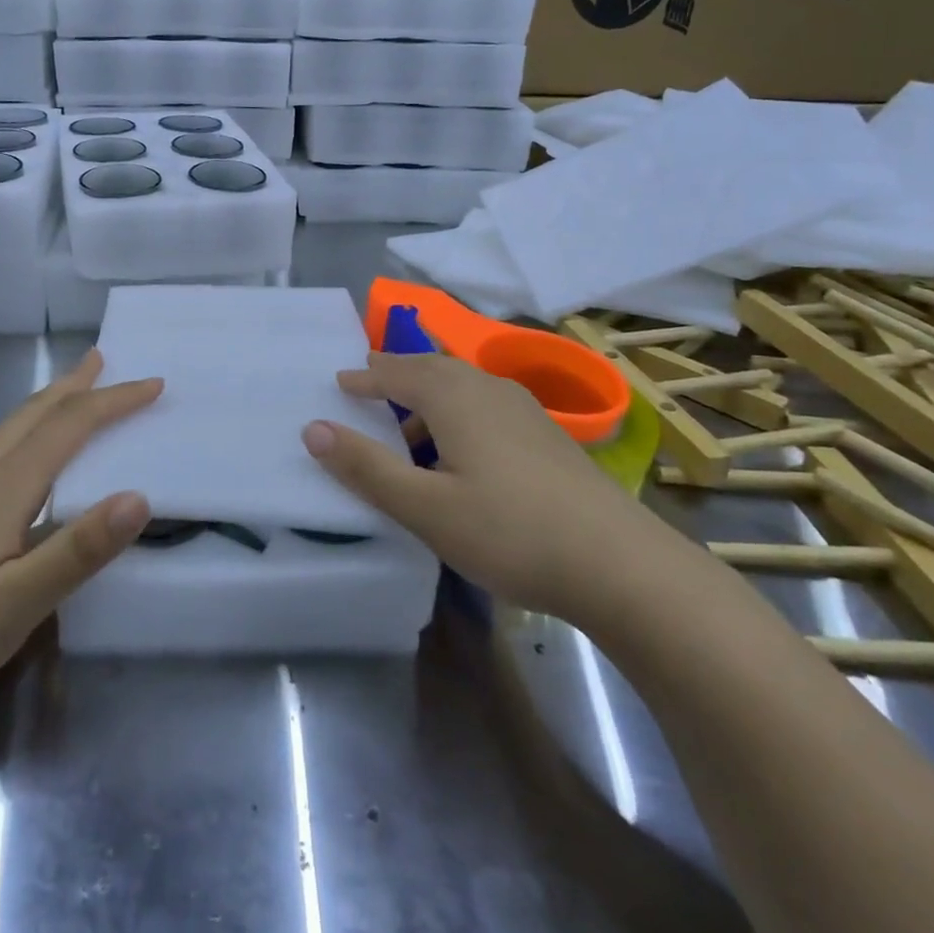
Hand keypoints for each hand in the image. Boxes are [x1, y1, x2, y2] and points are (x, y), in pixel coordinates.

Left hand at [0, 350, 159, 725]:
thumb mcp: (18, 604)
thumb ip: (78, 549)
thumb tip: (140, 496)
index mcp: (4, 488)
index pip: (69, 426)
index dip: (114, 402)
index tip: (154, 385)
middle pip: (34, 413)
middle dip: (75, 384)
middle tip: (105, 359)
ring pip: (11, 428)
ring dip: (50, 402)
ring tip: (72, 390)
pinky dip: (28, 430)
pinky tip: (24, 458)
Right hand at [300, 351, 695, 626]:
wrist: (620, 564)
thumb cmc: (509, 531)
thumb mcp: (425, 507)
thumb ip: (366, 467)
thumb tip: (312, 428)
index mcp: (454, 396)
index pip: (397, 372)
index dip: (365, 377)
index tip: (340, 381)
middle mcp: (489, 389)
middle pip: (433, 368)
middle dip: (397, 374)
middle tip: (369, 382)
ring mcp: (524, 411)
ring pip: (464, 387)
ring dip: (429, 394)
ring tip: (408, 423)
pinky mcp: (548, 436)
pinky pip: (486, 406)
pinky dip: (458, 412)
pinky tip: (462, 451)